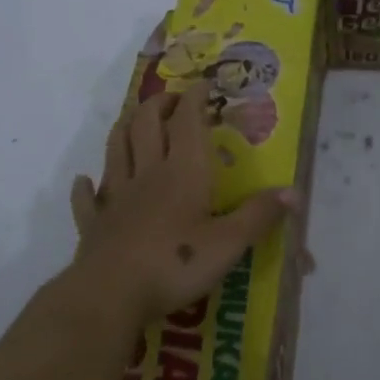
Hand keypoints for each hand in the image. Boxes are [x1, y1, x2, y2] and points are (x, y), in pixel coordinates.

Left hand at [68, 89, 292, 327]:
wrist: (109, 296)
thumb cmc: (174, 264)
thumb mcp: (228, 243)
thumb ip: (259, 216)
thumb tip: (294, 192)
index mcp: (183, 171)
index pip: (186, 120)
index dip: (194, 96)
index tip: (204, 84)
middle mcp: (148, 173)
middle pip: (145, 124)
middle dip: (158, 104)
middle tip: (172, 99)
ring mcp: (116, 198)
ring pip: (115, 149)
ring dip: (124, 128)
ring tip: (133, 119)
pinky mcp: (94, 225)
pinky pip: (87, 199)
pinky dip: (85, 186)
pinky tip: (85, 181)